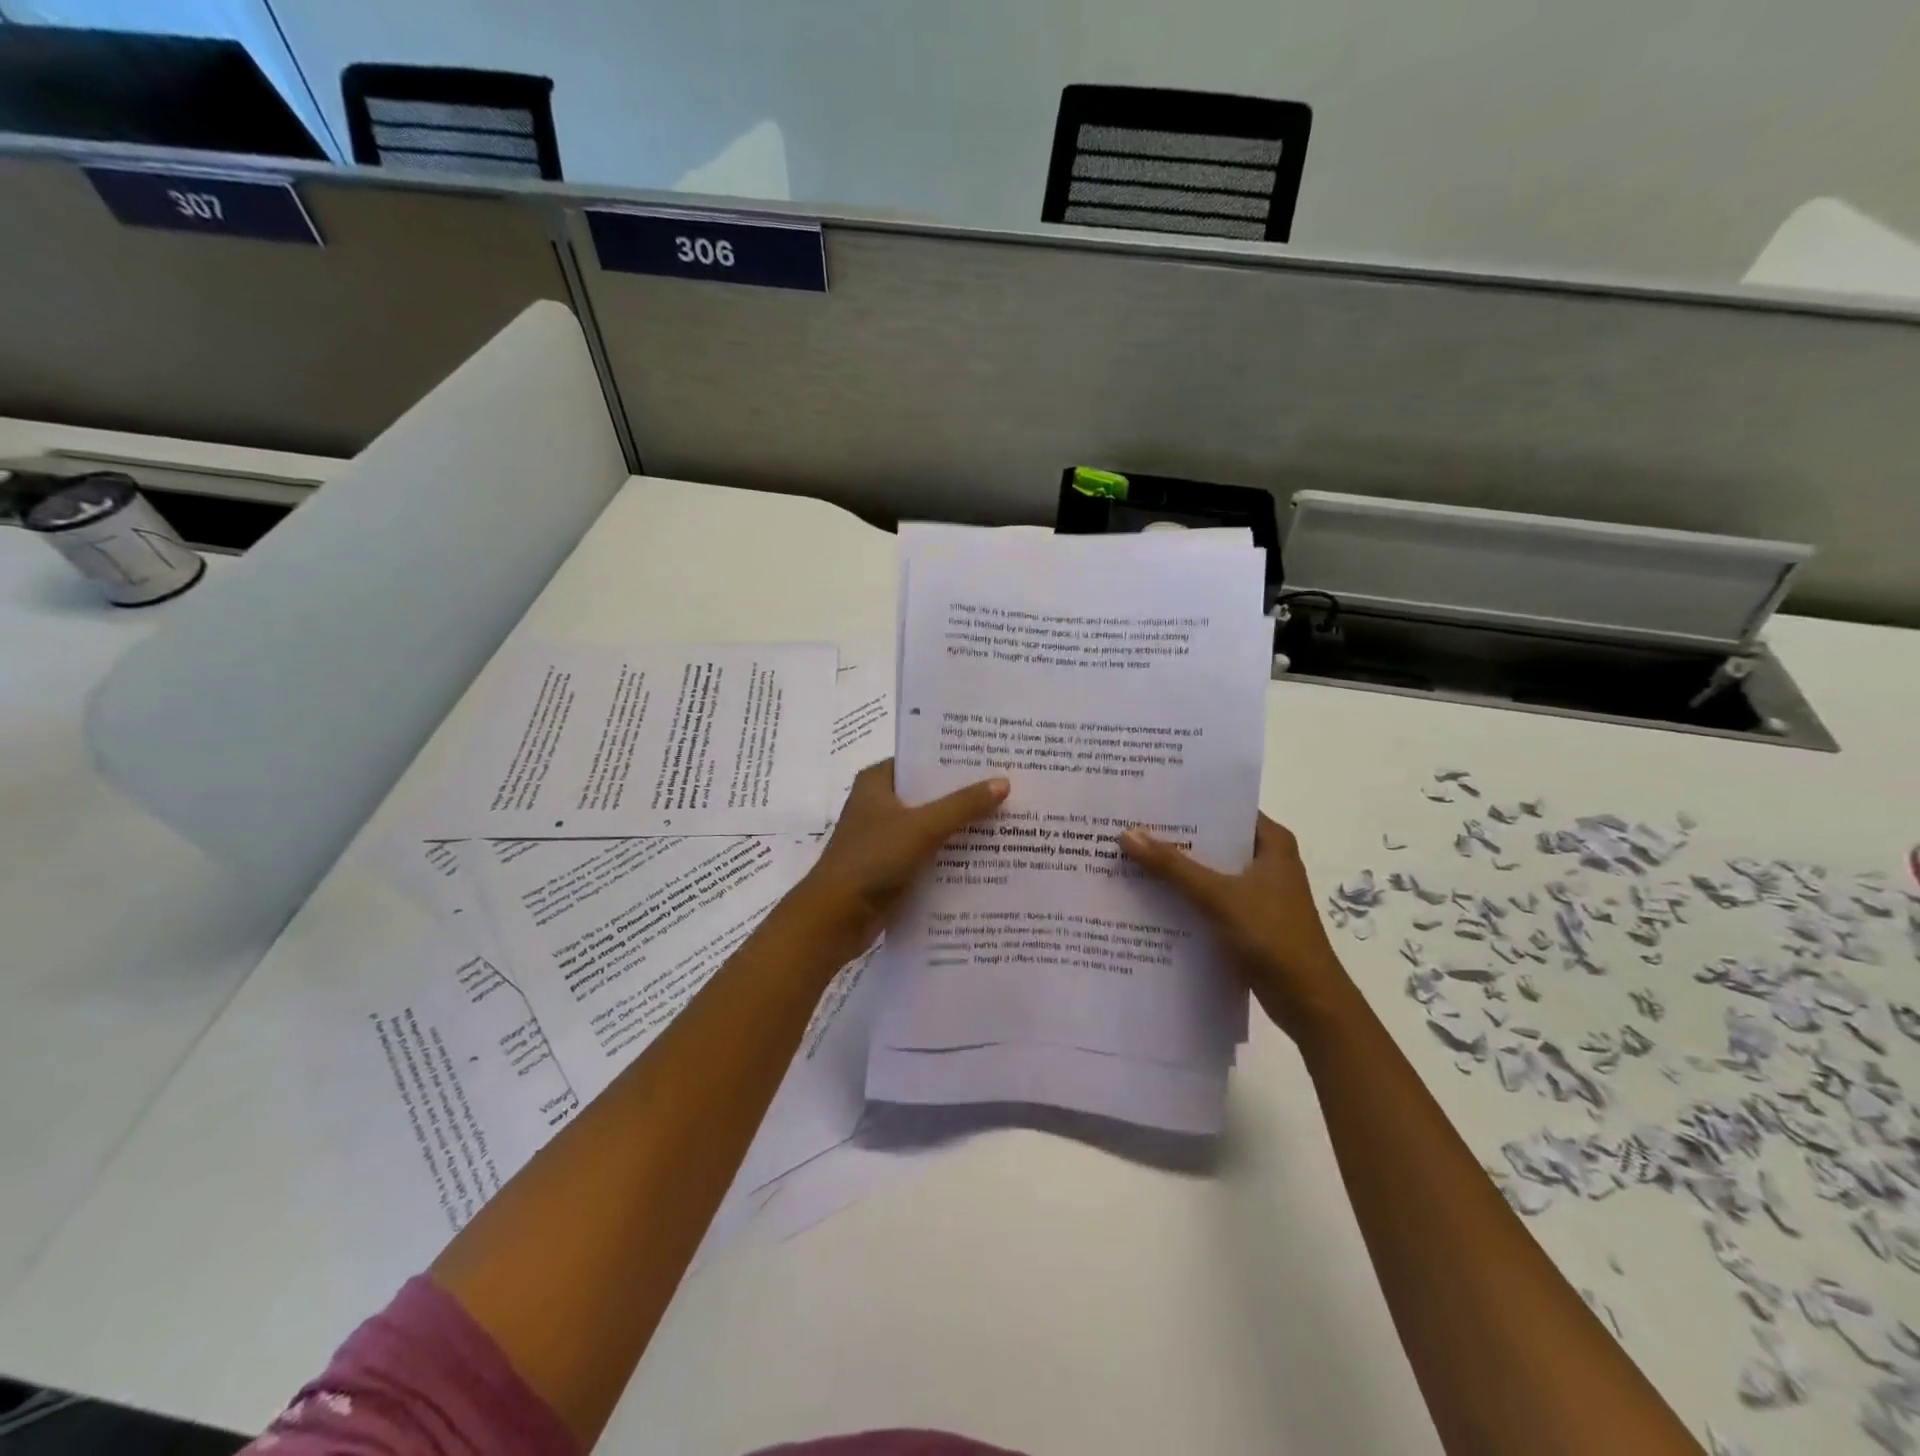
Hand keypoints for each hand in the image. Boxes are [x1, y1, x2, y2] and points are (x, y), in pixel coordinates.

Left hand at [795, 760, 1008, 962]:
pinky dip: (952, 853)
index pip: (922, 759)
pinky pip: (930, 852)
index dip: (956, 759)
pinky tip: (988, 854)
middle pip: (931, 793)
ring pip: (932, 824)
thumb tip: (1003, 782)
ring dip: (962, 826)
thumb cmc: (872, 860)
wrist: (835, 918)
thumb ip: (963, 805)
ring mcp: (886, 836)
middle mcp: (880, 803)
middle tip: (1011, 788)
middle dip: (966, 794)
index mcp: (877, 781)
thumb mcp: (921, 827)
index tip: (995, 757)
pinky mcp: (893, 866)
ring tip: (1009, 819)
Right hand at [1119, 813, 1361, 1042]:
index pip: (1224, 808)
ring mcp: (1257, 893)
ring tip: (1128, 855)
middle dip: (1173, 836)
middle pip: (1212, 840)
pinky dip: (1184, 897)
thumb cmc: (1273, 937)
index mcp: (1272, 843)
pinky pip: (1208, 899)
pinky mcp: (1247, 920)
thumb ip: (1172, 866)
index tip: (1147, 797)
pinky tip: (1148, 897)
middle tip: (1127, 824)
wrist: (1308, 1002)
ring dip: (1175, 869)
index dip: (1187, 803)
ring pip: (1208, 871)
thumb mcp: (1218, 896)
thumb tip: (1127, 833)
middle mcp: (1266, 861)